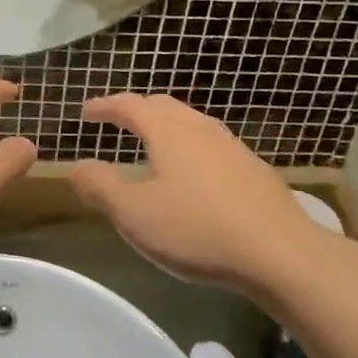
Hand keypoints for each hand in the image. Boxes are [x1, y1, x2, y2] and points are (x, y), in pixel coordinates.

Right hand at [69, 93, 351, 290]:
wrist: (280, 252)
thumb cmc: (196, 229)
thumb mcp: (134, 214)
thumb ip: (101, 186)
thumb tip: (77, 167)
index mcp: (168, 131)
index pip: (130, 105)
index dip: (105, 106)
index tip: (87, 112)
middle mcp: (200, 128)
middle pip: (163, 106)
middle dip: (136, 110)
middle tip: (118, 122)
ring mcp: (231, 146)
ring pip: (191, 123)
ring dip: (166, 127)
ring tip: (154, 145)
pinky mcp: (253, 169)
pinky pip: (211, 145)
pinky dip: (190, 147)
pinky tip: (193, 175)